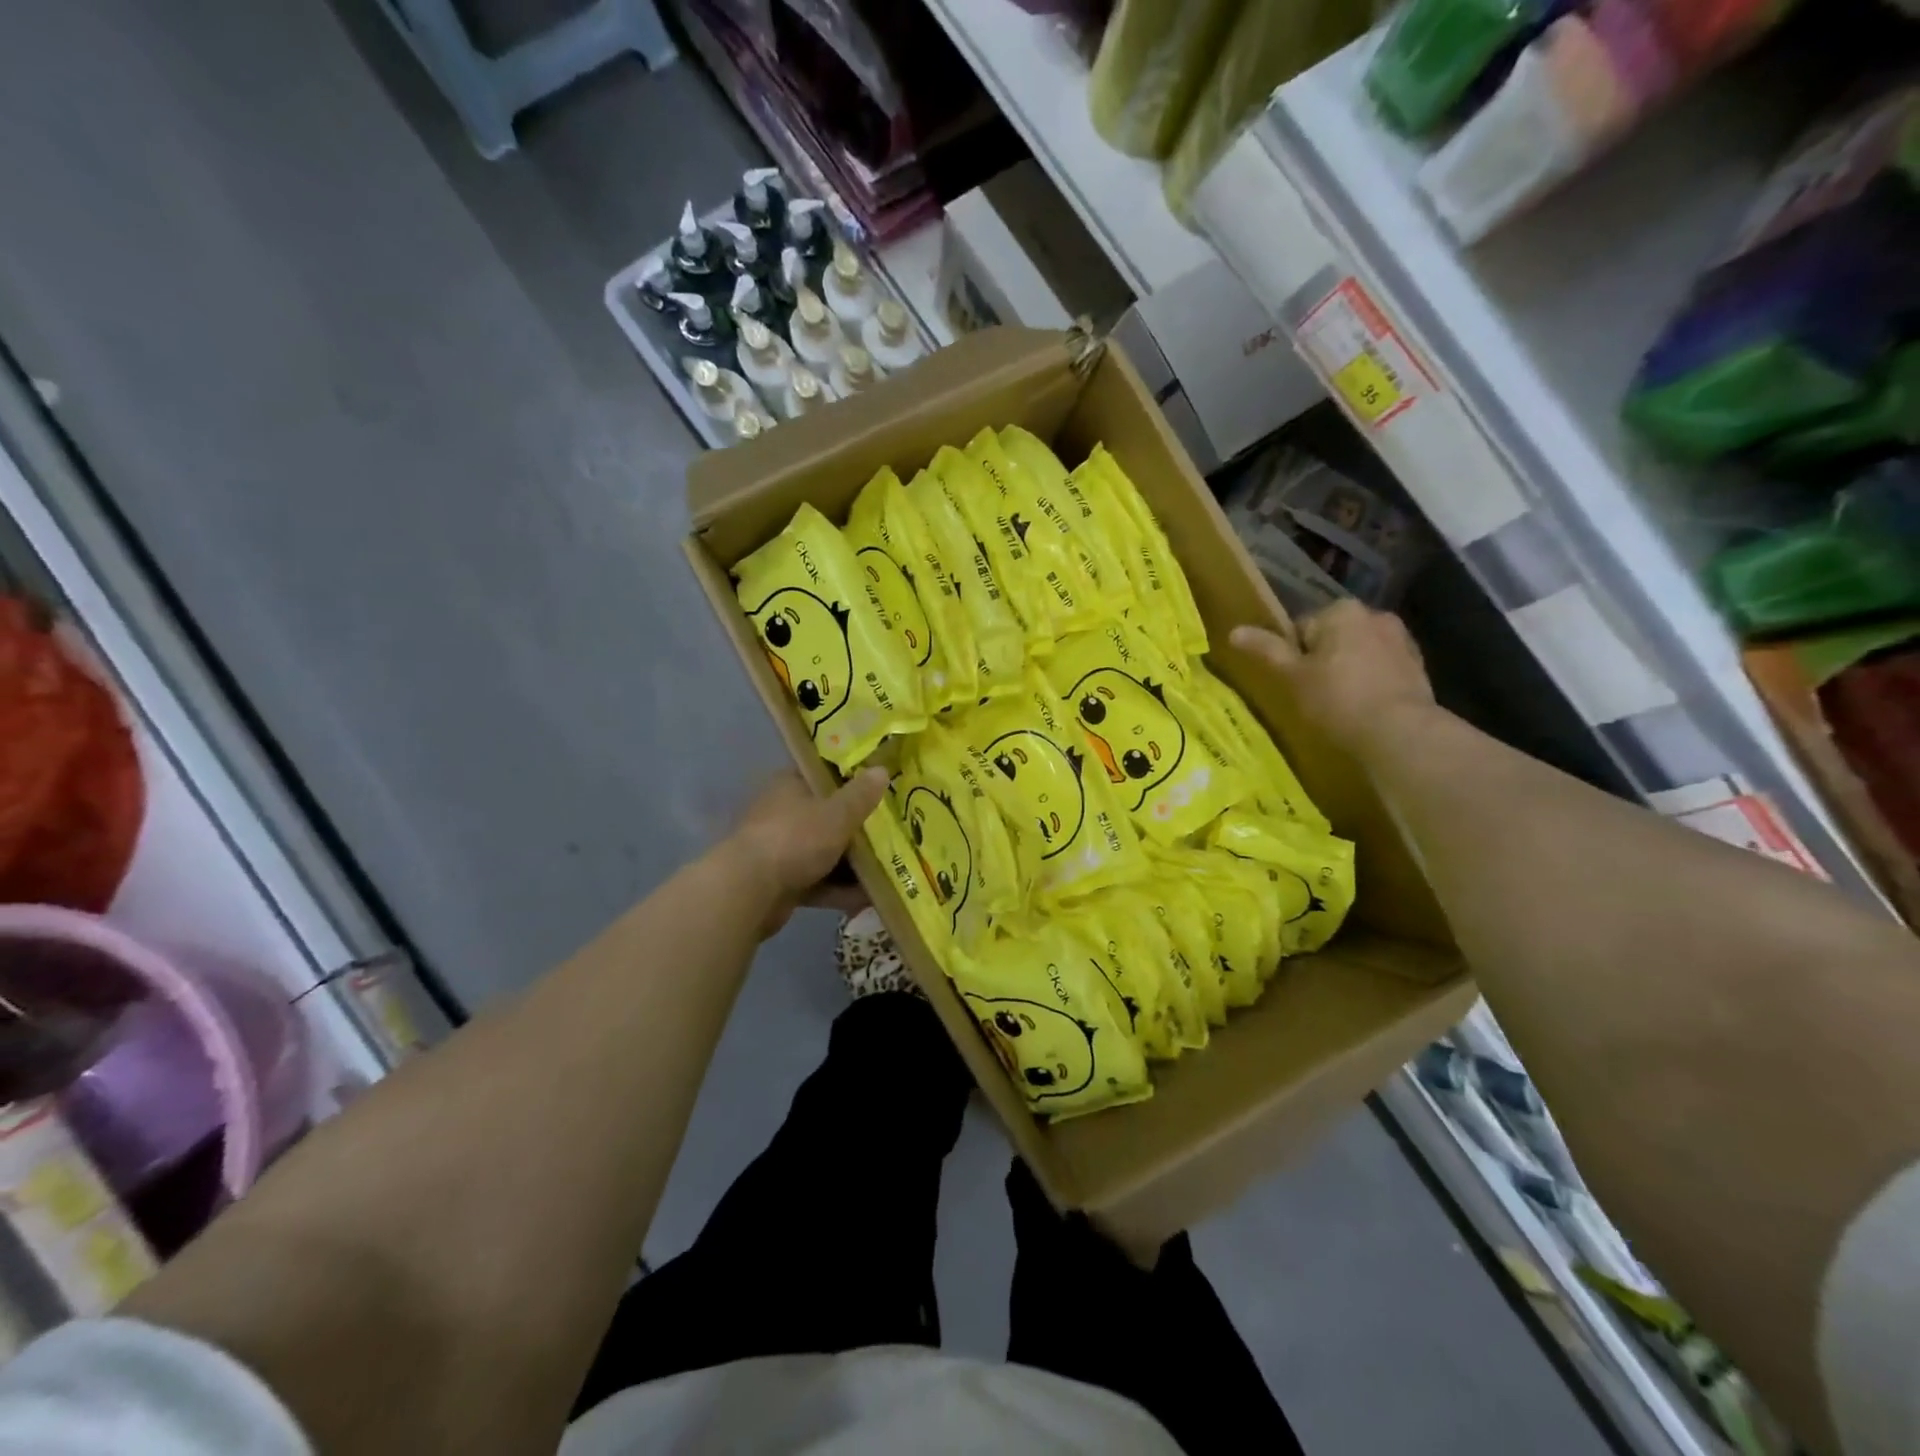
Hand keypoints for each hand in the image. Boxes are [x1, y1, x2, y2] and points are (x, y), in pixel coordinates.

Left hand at [723, 767, 889, 937]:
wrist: (749, 891)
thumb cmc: (795, 838)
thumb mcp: (837, 813)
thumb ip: (861, 795)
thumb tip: (882, 769)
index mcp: (789, 785)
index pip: (823, 775)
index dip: (852, 780)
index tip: (880, 789)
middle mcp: (782, 813)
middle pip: (827, 816)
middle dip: (857, 827)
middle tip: (892, 831)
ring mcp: (780, 849)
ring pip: (824, 851)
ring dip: (852, 863)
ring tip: (890, 869)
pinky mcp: (780, 882)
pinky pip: (818, 882)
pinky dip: (839, 889)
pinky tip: (870, 898)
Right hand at [1231, 601, 1435, 758]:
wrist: (1400, 732)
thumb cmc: (1337, 699)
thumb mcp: (1292, 676)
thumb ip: (1266, 650)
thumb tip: (1234, 631)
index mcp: (1341, 611)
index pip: (1301, 628)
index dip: (1292, 656)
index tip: (1292, 683)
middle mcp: (1375, 615)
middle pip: (1332, 638)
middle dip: (1322, 660)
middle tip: (1312, 695)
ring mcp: (1401, 640)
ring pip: (1358, 653)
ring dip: (1348, 671)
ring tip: (1339, 706)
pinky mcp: (1418, 667)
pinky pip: (1381, 670)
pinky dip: (1371, 683)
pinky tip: (1364, 709)